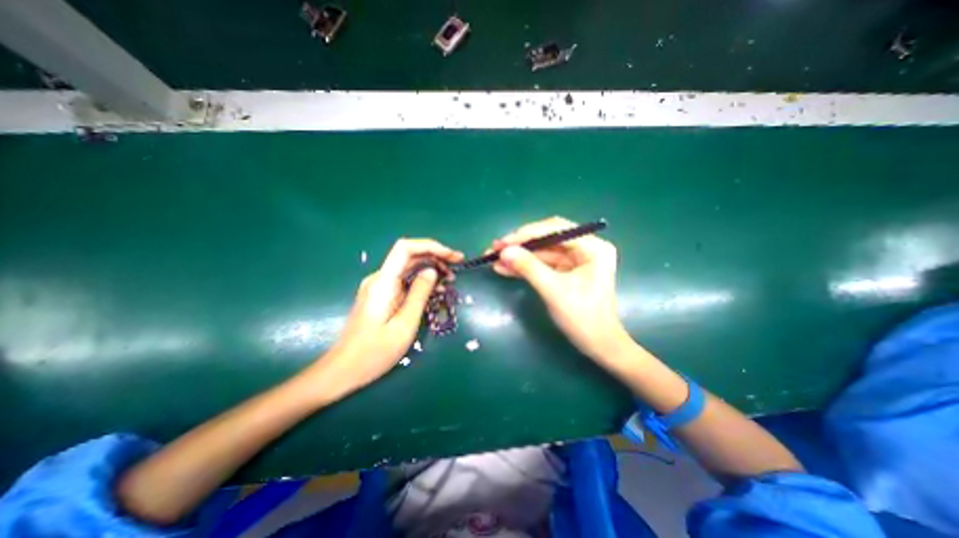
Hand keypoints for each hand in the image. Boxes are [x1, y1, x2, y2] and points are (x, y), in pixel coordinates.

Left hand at [317, 239, 464, 393]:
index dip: (431, 246)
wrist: (343, 370)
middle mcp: (380, 278)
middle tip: (457, 267)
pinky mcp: (381, 295)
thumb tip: (432, 270)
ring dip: (430, 268)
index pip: (406, 248)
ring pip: (408, 267)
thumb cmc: (374, 352)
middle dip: (435, 257)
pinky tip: (435, 289)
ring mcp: (379, 286)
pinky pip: (404, 280)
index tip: (452, 256)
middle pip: (409, 256)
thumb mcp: (404, 324)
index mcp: (383, 282)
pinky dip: (422, 280)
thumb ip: (419, 294)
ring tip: (450, 279)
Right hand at [489, 215, 634, 360]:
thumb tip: (504, 251)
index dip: (527, 234)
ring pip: (542, 251)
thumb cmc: (583, 318)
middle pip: (547, 238)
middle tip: (495, 248)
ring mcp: (575, 259)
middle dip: (520, 244)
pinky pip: (542, 263)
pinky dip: (524, 266)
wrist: (597, 345)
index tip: (503, 243)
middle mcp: (585, 247)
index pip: (555, 229)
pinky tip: (505, 268)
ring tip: (494, 259)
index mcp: (593, 247)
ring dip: (519, 256)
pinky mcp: (566, 270)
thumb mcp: (554, 291)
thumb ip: (529, 268)